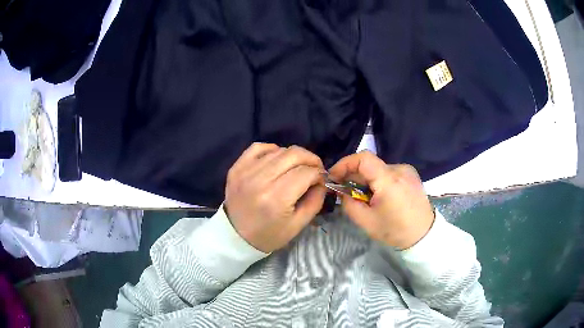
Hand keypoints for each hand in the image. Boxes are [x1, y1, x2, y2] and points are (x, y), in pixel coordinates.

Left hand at [224, 143, 326, 252]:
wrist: (235, 236)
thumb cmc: (268, 235)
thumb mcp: (298, 225)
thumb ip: (315, 201)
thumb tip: (322, 180)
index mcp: (277, 199)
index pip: (306, 173)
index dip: (319, 174)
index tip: (321, 180)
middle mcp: (260, 180)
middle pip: (294, 154)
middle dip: (311, 159)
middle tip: (315, 169)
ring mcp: (245, 171)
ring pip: (279, 150)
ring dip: (293, 156)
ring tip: (296, 168)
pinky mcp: (236, 167)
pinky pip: (258, 147)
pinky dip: (272, 150)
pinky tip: (277, 160)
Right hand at [329, 151, 434, 249]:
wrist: (423, 234)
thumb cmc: (395, 230)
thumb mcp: (366, 222)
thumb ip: (349, 203)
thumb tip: (342, 191)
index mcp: (389, 180)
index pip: (363, 158)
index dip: (345, 163)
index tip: (334, 176)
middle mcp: (399, 169)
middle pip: (369, 164)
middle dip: (354, 175)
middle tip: (345, 191)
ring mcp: (407, 170)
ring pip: (378, 169)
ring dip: (367, 179)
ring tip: (366, 197)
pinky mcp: (411, 173)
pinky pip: (388, 172)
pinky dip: (378, 180)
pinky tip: (380, 195)